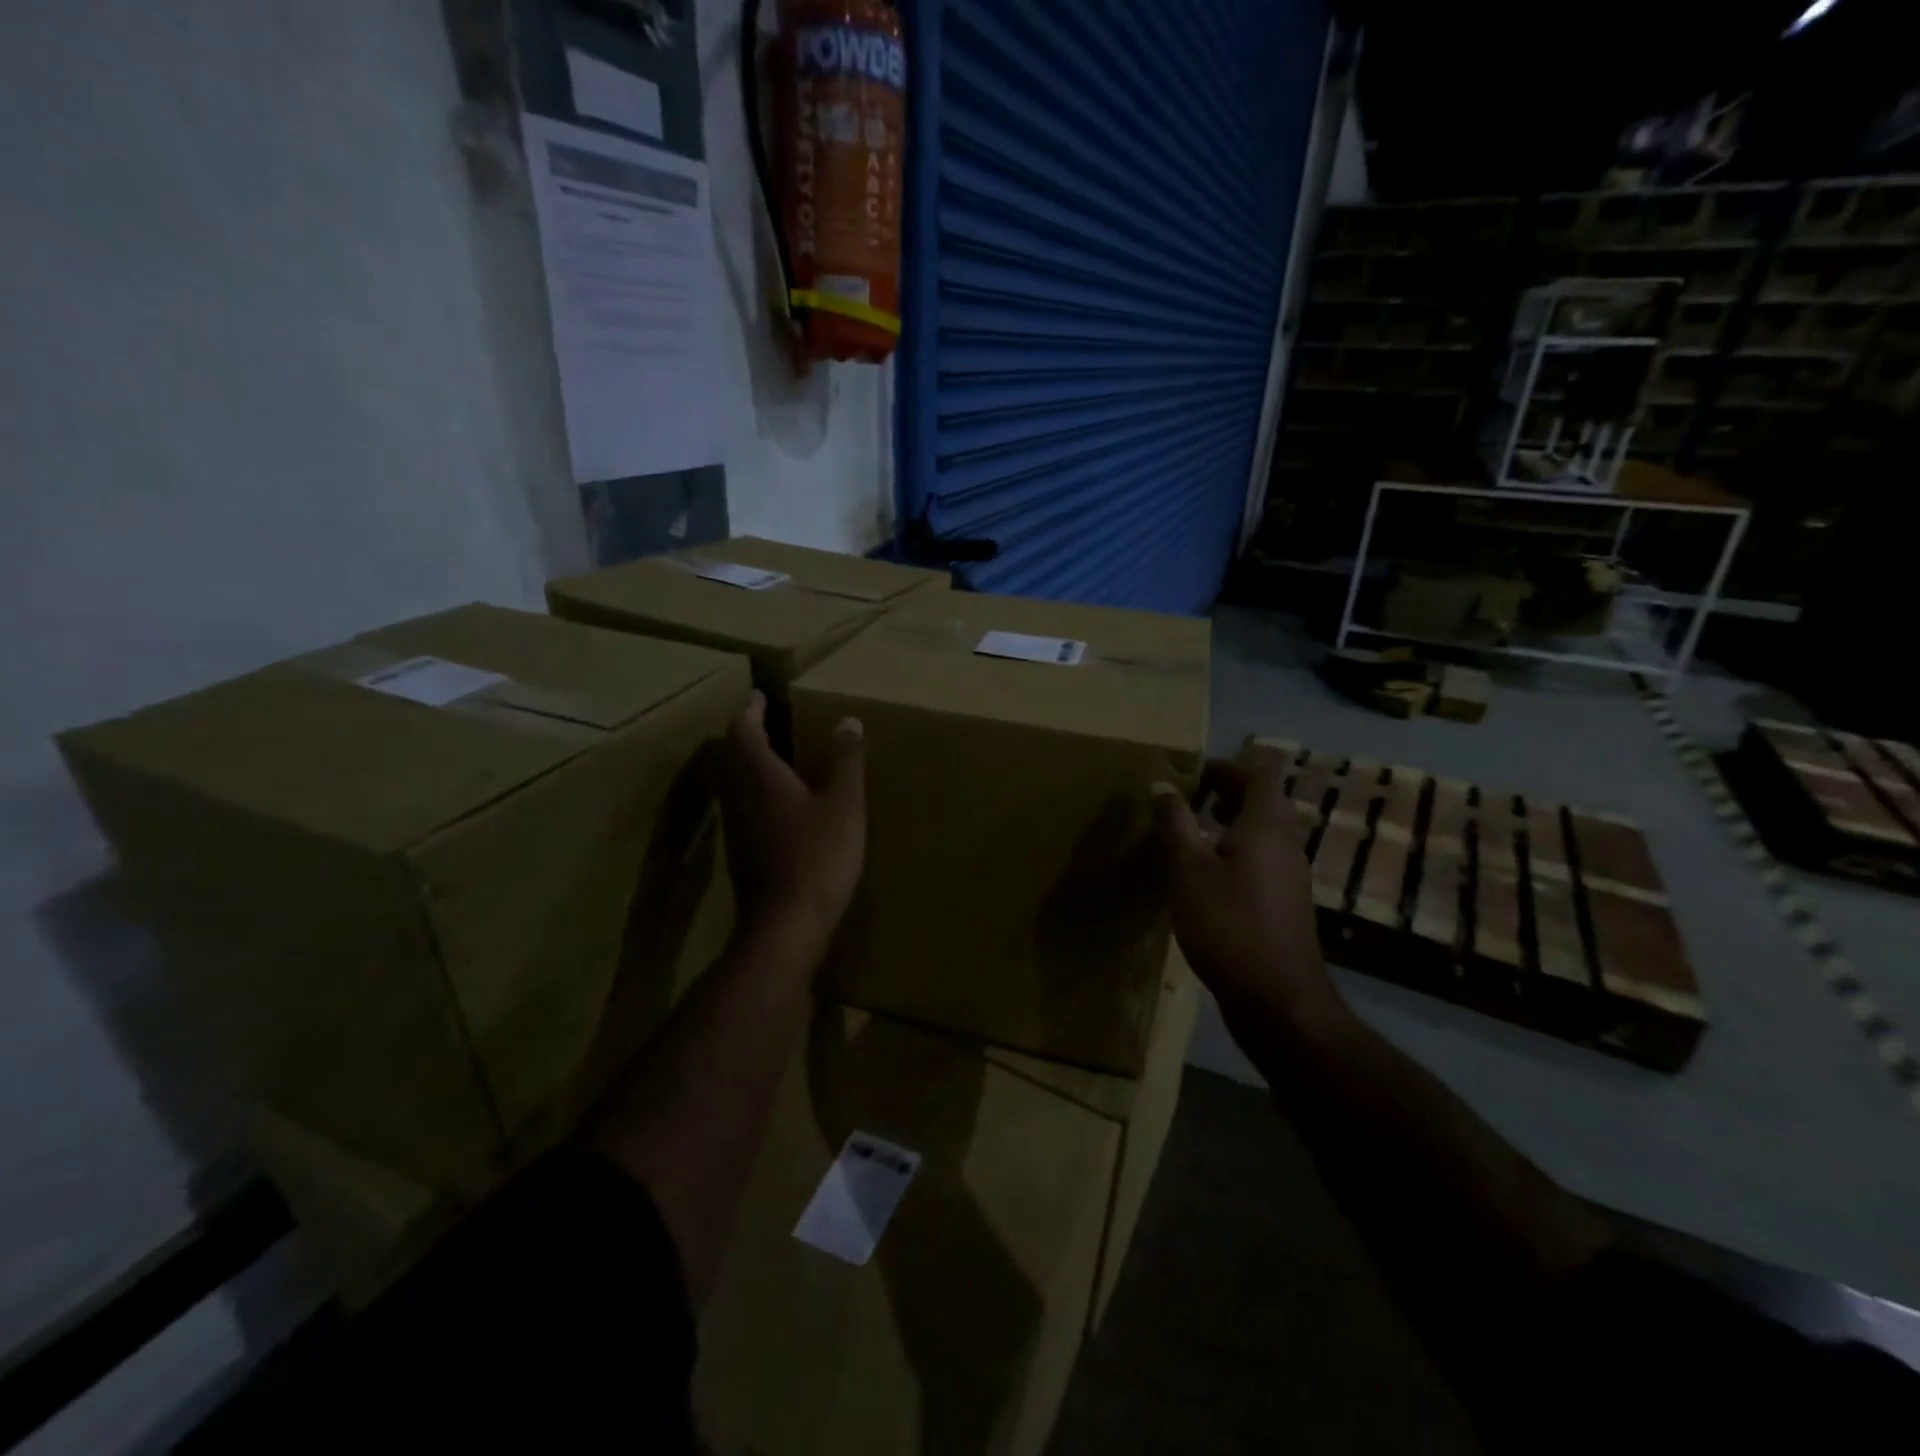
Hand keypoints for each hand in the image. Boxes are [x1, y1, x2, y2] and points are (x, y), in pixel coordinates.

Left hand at [717, 692, 865, 951]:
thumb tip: (847, 721)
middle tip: (767, 724)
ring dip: (750, 767)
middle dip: (747, 737)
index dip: (751, 711)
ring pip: (736, 786)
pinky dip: (758, 797)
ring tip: (777, 761)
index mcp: (761, 778)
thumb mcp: (843, 805)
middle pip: (732, 758)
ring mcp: (737, 831)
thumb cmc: (817, 857)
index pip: (744, 732)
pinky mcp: (743, 856)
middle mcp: (740, 799)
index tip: (759, 696)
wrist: (786, 927)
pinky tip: (782, 809)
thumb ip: (845, 762)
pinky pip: (744, 811)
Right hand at [1154, 757, 1343, 1032]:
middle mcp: (1286, 842)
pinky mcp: (1286, 900)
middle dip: (1226, 791)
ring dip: (1231, 822)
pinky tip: (1207, 875)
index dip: (1228, 765)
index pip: (1261, 772)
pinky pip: (1264, 857)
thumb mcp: (1188, 870)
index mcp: (1266, 824)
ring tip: (1191, 834)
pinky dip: (1238, 850)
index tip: (1193, 773)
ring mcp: (1291, 873)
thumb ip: (1175, 823)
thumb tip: (1161, 784)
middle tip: (1187, 801)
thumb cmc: (1229, 924)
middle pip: (1264, 799)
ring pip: (1264, 830)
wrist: (1277, 999)